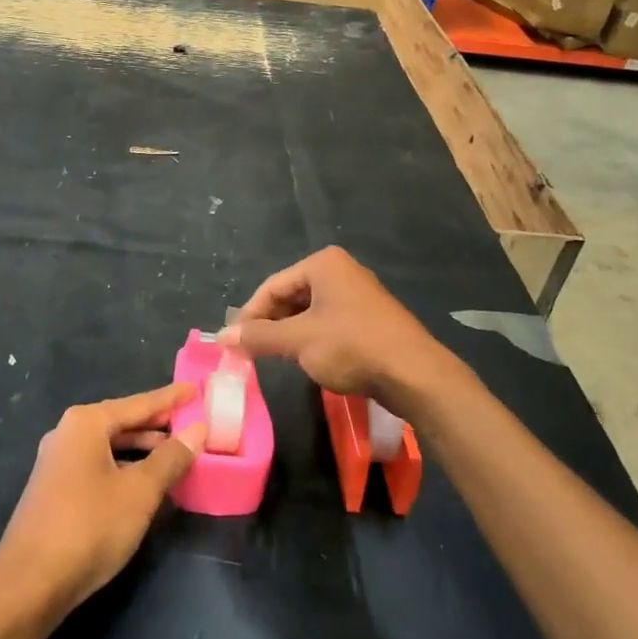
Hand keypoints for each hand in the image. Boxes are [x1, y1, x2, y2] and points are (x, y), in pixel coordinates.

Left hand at [0, 384, 205, 616]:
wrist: (29, 584)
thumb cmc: (90, 526)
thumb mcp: (140, 492)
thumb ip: (170, 458)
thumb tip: (198, 430)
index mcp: (86, 423)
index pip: (139, 403)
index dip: (170, 398)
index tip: (195, 388)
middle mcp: (68, 433)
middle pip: (122, 422)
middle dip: (157, 425)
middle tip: (192, 425)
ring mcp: (58, 462)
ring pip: (110, 447)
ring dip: (142, 450)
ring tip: (177, 455)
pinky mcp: (55, 490)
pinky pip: (99, 466)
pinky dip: (125, 468)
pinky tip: (145, 484)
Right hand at [218, 246, 464, 412]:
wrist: (416, 375)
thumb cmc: (352, 347)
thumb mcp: (298, 342)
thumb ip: (258, 337)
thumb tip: (221, 338)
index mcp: (323, 264)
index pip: (272, 286)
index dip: (249, 315)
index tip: (234, 343)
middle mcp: (341, 271)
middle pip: (290, 296)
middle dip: (269, 324)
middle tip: (251, 352)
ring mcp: (358, 294)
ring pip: (309, 311)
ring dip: (289, 334)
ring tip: (274, 358)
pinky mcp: (370, 318)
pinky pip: (329, 322)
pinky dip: (312, 338)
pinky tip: (307, 359)